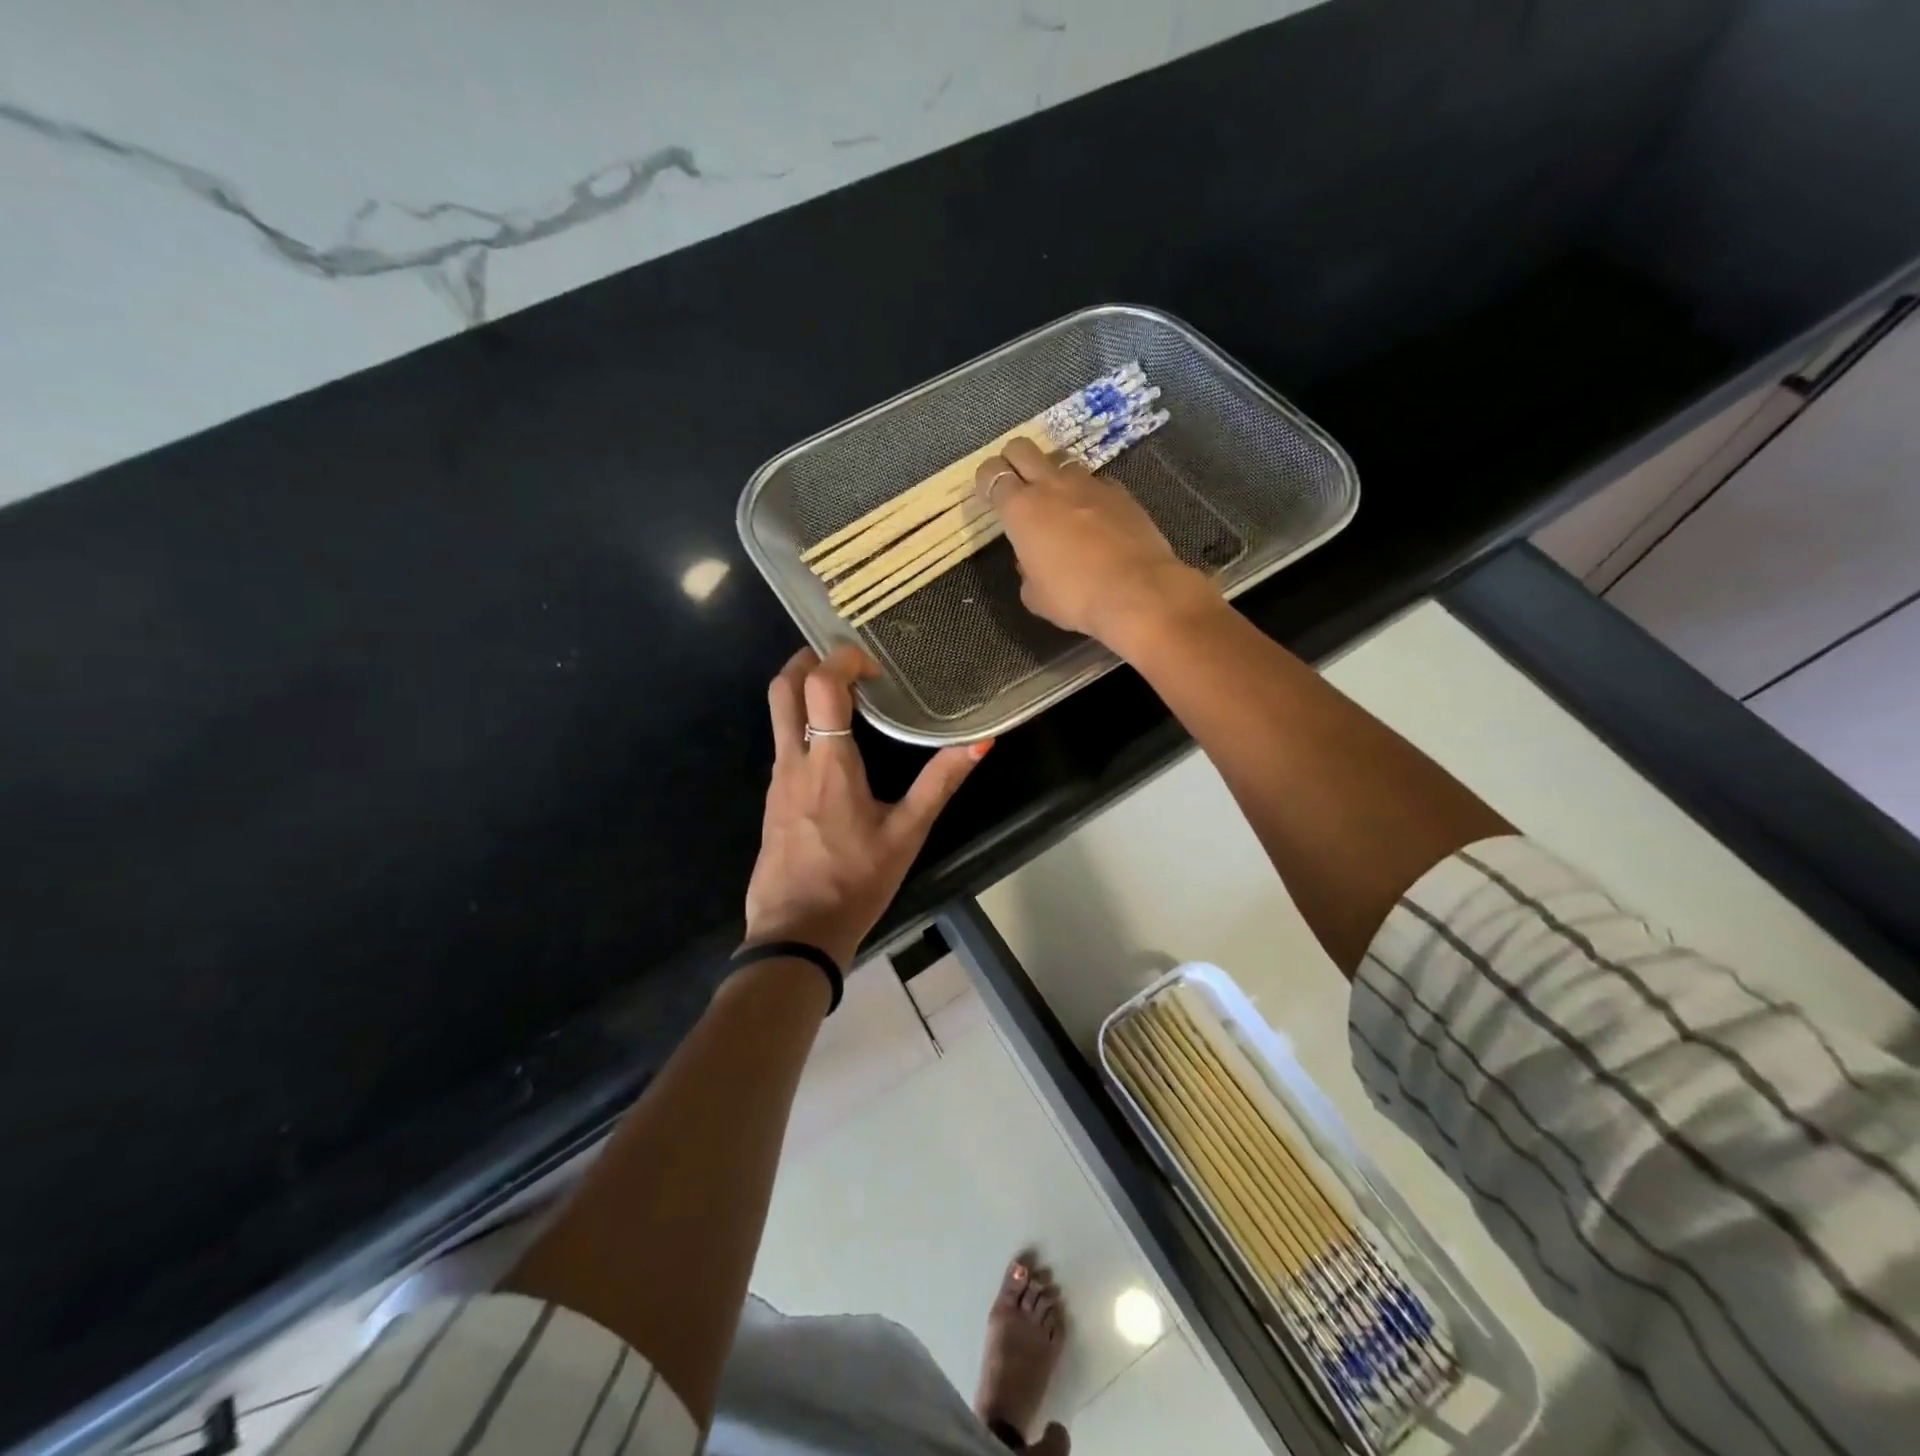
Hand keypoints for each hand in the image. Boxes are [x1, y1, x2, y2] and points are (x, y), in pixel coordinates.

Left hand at [744, 645, 989, 969]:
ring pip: (778, 714)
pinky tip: (835, 747)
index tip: (874, 668)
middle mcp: (794, 760)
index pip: (819, 684)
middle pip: (782, 687)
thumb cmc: (855, 882)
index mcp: (828, 762)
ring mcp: (777, 779)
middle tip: (846, 663)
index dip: (843, 659)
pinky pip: (784, 743)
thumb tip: (981, 742)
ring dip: (805, 692)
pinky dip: (804, 724)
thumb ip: (941, 782)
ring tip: (849, 699)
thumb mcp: (907, 833)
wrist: (796, 933)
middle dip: (808, 660)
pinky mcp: (772, 798)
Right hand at [977, 437, 1219, 652]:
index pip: (991, 474)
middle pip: (1022, 448)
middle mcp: (1051, 486)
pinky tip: (1095, 518)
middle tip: (1017, 486)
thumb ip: (1026, 571)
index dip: (986, 481)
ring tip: (1060, 505)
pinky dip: (1088, 495)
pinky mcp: (1120, 492)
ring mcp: (1089, 484)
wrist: (1137, 591)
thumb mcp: (1035, 596)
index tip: (989, 496)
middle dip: (1013, 461)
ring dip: (1054, 477)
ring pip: (1061, 463)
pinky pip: (1095, 483)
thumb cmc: (1075, 597)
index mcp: (1020, 509)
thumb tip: (1030, 561)